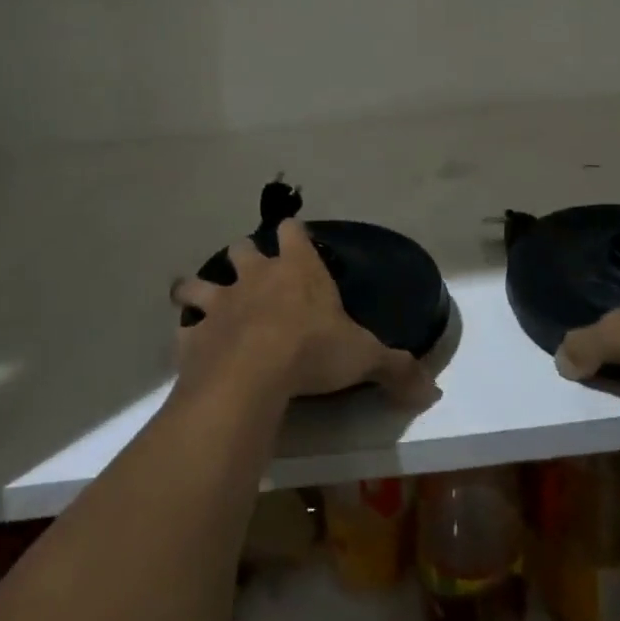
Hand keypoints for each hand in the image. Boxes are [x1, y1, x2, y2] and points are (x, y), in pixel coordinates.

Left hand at [172, 219, 439, 406]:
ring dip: (198, 289)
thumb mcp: (364, 357)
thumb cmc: (312, 350)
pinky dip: (188, 337)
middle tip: (252, 274)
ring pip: (199, 282)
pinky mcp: (194, 335)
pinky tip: (193, 349)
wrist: (251, 374)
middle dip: (245, 256)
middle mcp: (254, 276)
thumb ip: (396, 368)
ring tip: (201, 300)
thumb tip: (433, 390)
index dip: (292, 233)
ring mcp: (220, 303)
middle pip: (241, 248)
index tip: (294, 238)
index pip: (292, 230)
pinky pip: (185, 331)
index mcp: (296, 269)